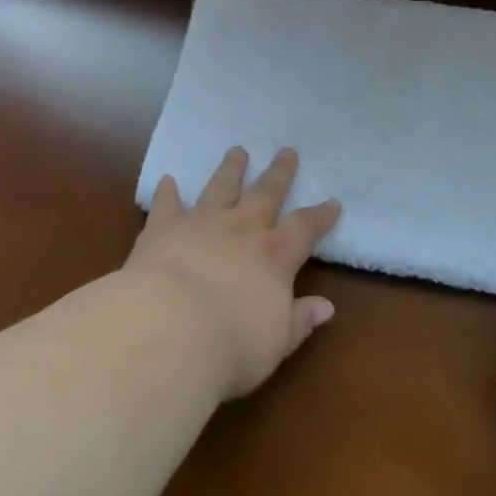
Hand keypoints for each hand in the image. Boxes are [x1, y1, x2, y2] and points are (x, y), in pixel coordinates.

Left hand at [122, 147, 342, 399]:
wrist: (170, 329)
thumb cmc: (231, 345)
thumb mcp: (277, 342)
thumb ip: (300, 320)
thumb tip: (326, 307)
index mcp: (274, 256)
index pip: (304, 228)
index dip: (320, 215)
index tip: (332, 202)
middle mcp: (241, 229)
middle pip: (265, 193)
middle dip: (279, 173)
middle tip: (286, 151)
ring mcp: (201, 223)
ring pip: (220, 187)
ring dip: (231, 169)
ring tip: (237, 151)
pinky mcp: (163, 228)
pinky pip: (167, 204)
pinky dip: (167, 192)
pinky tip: (167, 180)